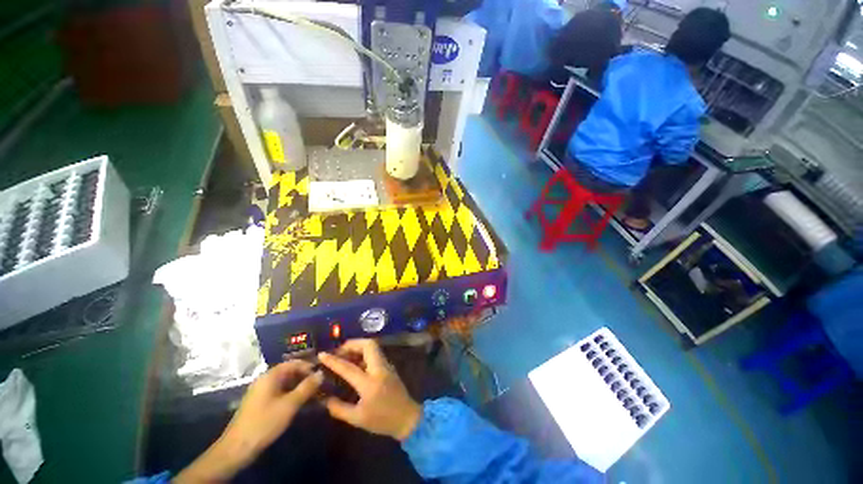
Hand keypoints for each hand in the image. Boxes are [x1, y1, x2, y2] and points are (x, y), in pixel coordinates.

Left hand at [175, 361, 322, 482]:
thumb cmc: (265, 422)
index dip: (309, 366)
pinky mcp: (260, 403)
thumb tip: (321, 373)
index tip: (322, 373)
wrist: (238, 448)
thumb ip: (307, 387)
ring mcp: (261, 392)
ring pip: (285, 383)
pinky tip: (300, 402)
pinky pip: (279, 392)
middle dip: (305, 376)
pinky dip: (291, 394)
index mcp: (270, 376)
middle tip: (320, 384)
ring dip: (299, 386)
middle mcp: (265, 380)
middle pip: (289, 372)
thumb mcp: (290, 404)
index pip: (293, 363)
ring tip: (314, 393)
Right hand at [318, 339, 421, 440]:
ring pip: (373, 347)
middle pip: (368, 345)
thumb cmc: (382, 420)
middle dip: (352, 344)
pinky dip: (364, 353)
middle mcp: (379, 369)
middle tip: (339, 351)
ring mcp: (386, 365)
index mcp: (369, 383)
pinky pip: (376, 353)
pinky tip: (356, 363)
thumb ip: (339, 408)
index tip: (322, 354)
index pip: (348, 367)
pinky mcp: (389, 366)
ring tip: (345, 355)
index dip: (333, 360)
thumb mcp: (357, 419)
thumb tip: (325, 398)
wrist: (407, 418)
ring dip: (358, 347)